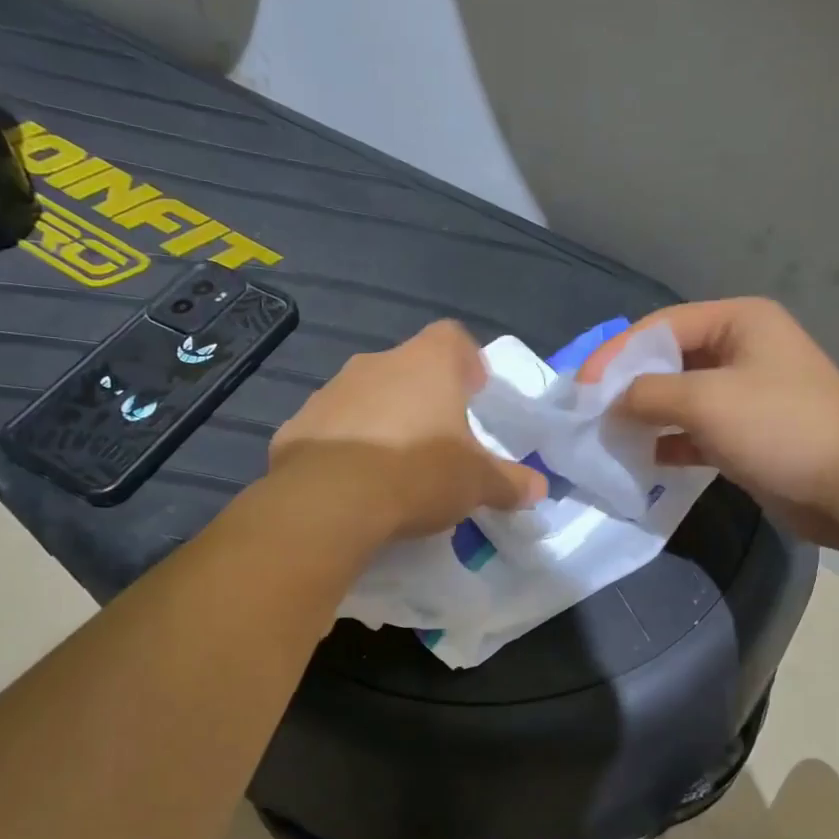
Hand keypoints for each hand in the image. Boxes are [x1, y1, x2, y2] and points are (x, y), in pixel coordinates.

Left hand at [269, 320, 546, 544]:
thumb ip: (510, 482)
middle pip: (408, 369)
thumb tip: (538, 489)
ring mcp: (332, 391)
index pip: (452, 338)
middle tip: (438, 441)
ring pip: (367, 398)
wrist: (330, 499)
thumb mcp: (477, 484)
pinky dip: (346, 448)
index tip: (474, 393)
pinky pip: (332, 429)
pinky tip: (354, 483)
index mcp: (427, 364)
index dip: (467, 362)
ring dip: (383, 421)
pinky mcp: (299, 425)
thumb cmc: (418, 473)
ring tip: (394, 468)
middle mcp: (377, 364)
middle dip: (425, 400)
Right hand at [579, 298, 838, 550]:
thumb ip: (648, 394)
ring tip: (607, 439)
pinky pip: (694, 432)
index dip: (616, 354)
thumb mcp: (706, 401)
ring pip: (679, 399)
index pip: (660, 326)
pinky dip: (668, 443)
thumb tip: (610, 403)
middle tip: (589, 414)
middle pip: (668, 361)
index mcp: (739, 321)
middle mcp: (741, 350)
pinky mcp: (746, 435)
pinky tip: (641, 461)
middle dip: (628, 387)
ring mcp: (745, 395)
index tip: (580, 388)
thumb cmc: (780, 428)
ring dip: (645, 418)